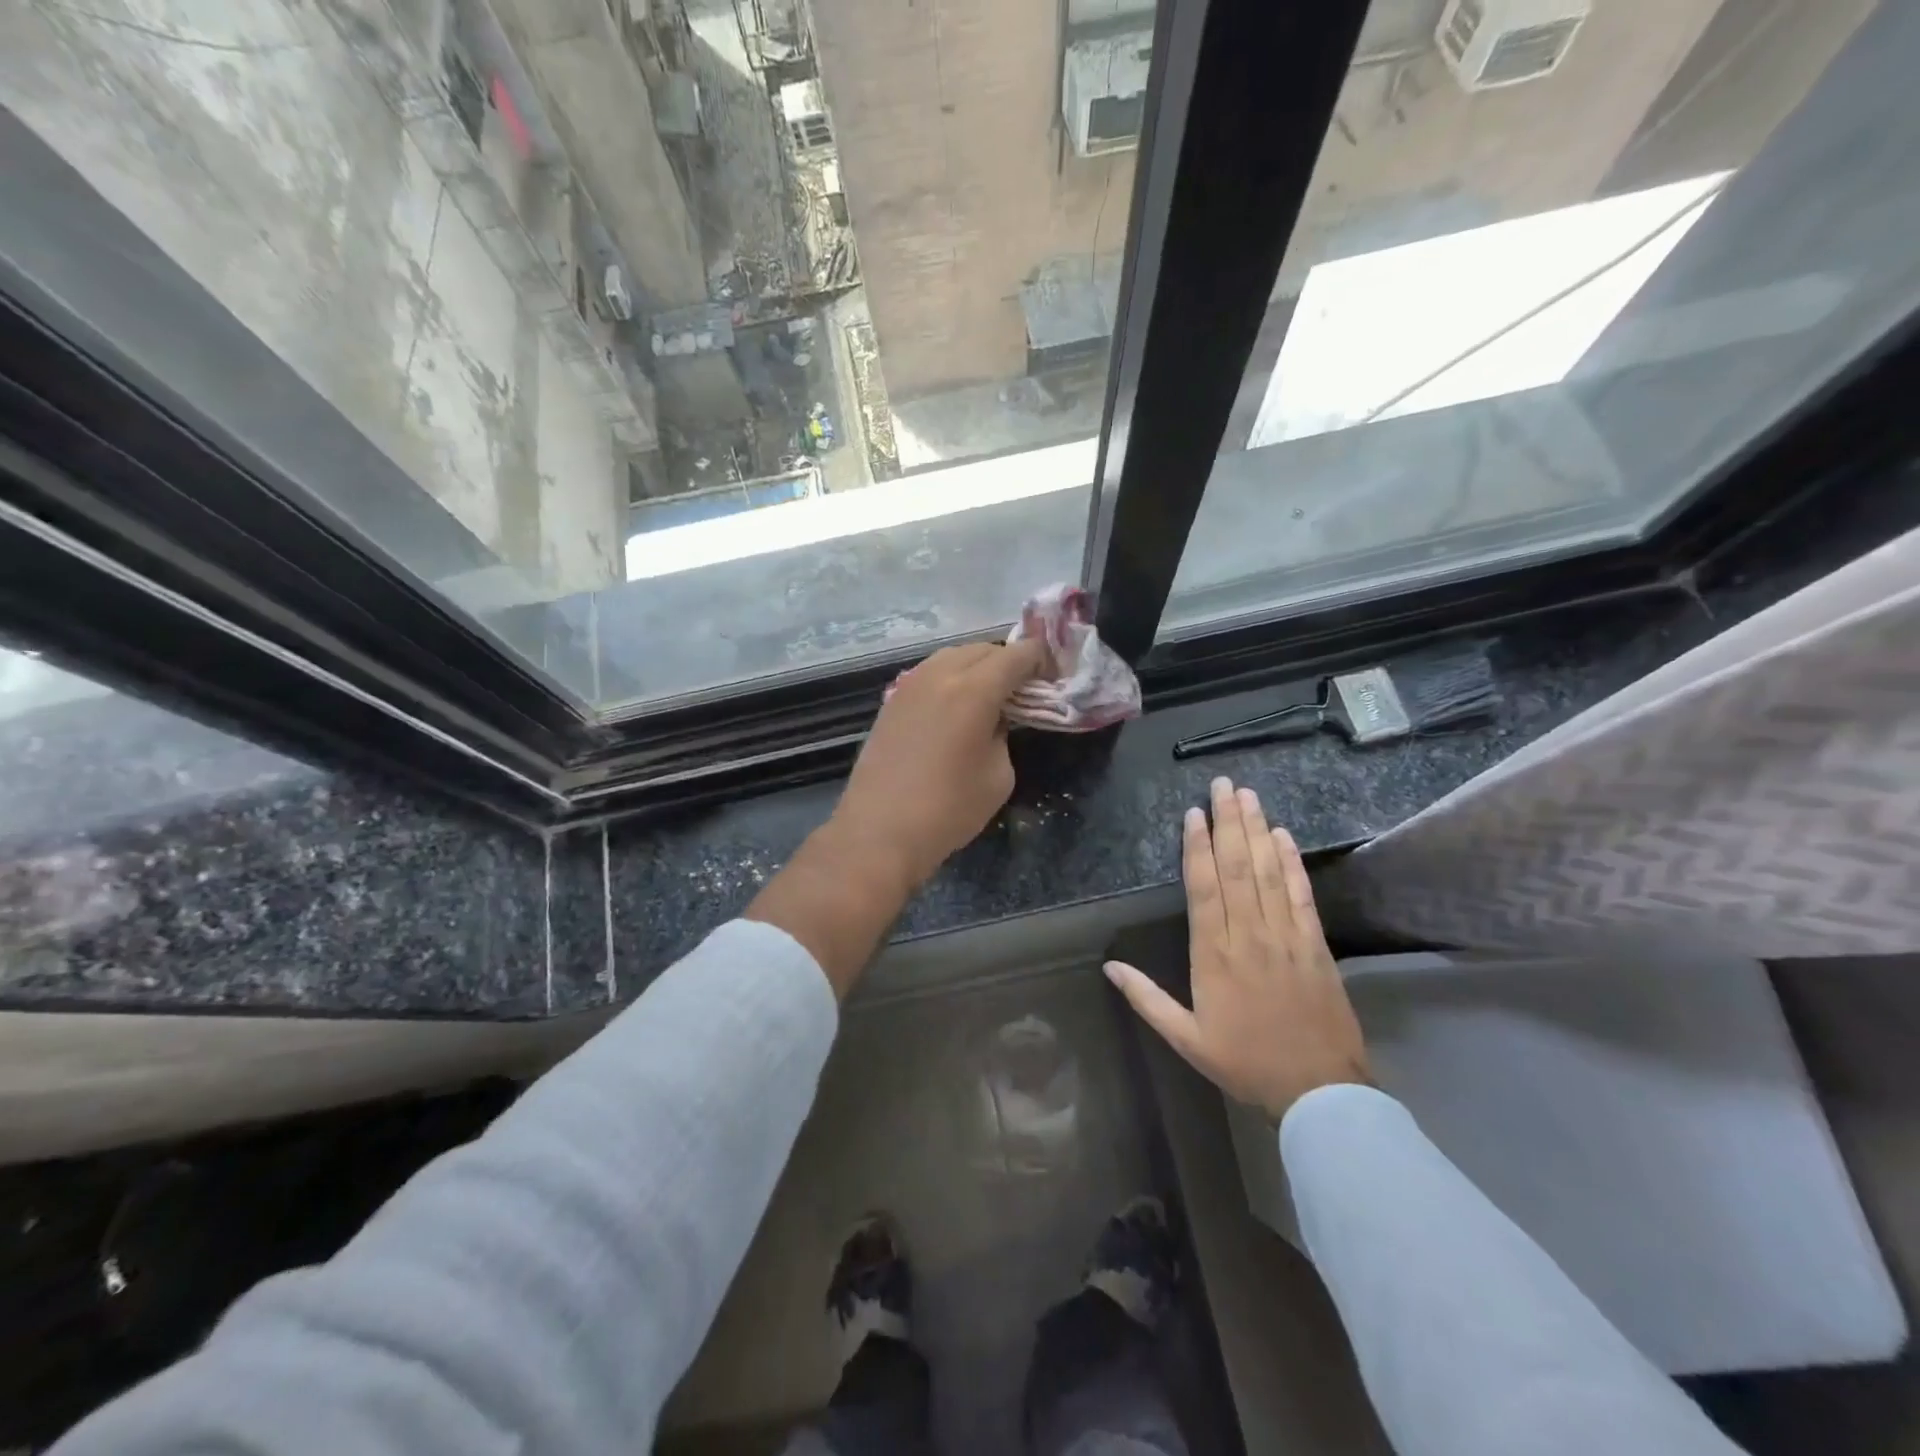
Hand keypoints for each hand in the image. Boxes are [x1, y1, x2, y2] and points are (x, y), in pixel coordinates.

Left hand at [832, 640, 1049, 889]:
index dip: (1040, 658)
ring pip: (951, 656)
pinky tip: (955, 706)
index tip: (1051, 674)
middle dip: (1008, 661)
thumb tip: (994, 719)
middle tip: (1023, 687)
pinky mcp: (891, 702)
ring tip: (990, 694)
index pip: (1016, 655)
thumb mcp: (999, 775)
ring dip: (976, 666)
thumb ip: (1003, 734)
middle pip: (982, 649)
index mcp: (974, 689)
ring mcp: (909, 685)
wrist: (880, 831)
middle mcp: (939, 675)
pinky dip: (950, 679)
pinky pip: (929, 674)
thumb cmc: (949, 809)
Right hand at [1105, 777, 1370, 1120]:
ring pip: (1267, 871)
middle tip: (1223, 784)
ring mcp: (1286, 935)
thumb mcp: (1185, 1038)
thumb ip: (1146, 998)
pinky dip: (1291, 862)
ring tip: (1248, 795)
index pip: (1203, 886)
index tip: (1194, 812)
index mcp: (1213, 954)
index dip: (1197, 846)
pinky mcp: (1315, 943)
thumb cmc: (1245, 1061)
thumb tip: (1109, 965)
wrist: (1319, 1091)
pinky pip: (1300, 893)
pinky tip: (1284, 835)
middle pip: (1236, 867)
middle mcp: (1248, 934)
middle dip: (1228, 821)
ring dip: (1257, 830)